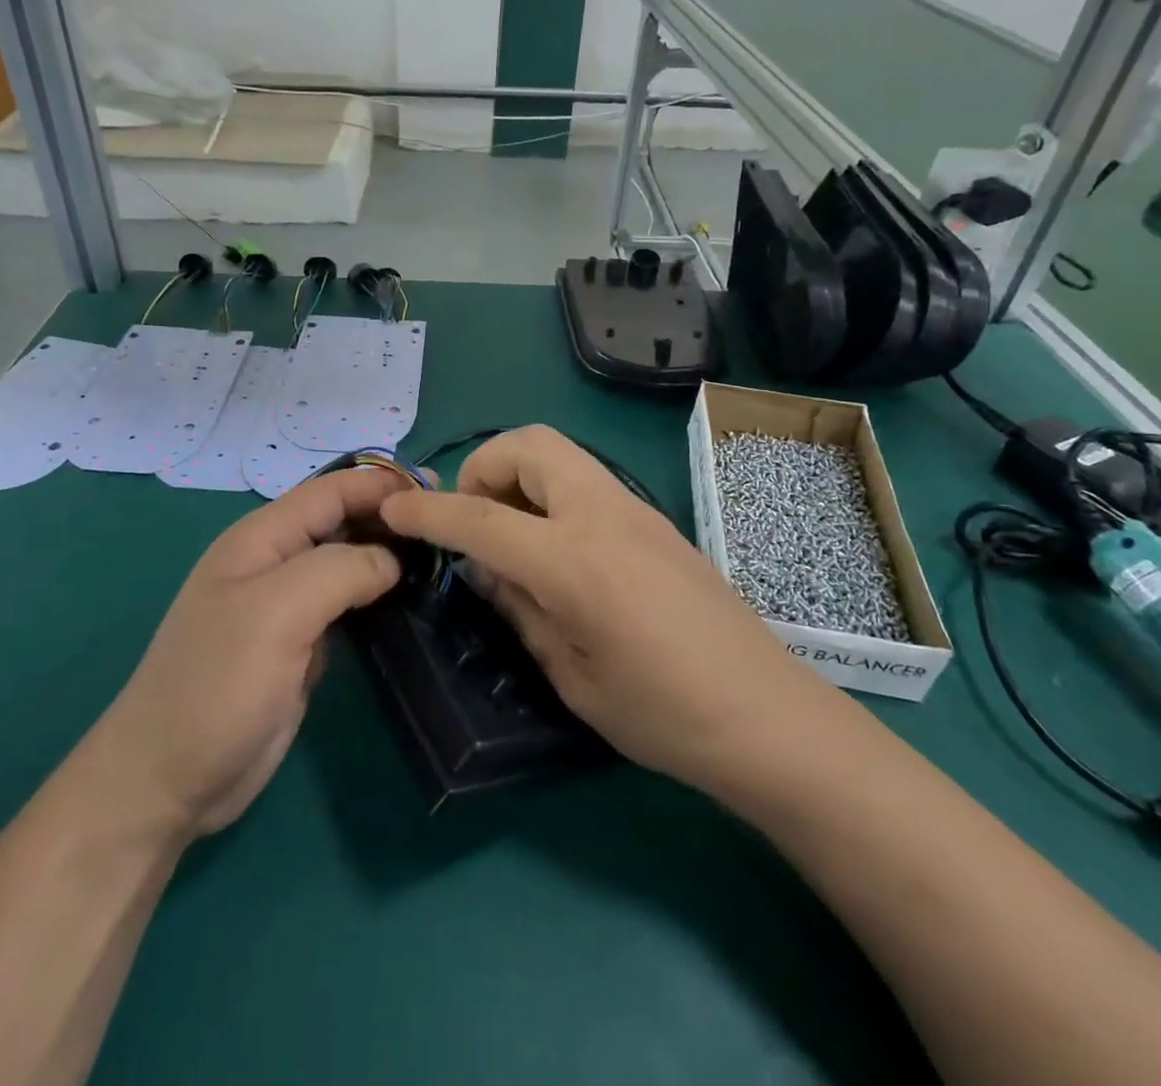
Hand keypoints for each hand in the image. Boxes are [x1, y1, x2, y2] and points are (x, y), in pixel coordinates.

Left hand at [95, 468, 408, 837]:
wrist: (170, 780)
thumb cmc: (217, 684)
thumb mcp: (276, 612)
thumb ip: (339, 570)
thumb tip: (392, 560)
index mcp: (262, 539)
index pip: (330, 491)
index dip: (379, 484)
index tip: (434, 491)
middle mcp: (275, 563)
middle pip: (340, 521)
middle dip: (388, 516)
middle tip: (446, 525)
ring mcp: (287, 606)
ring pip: (347, 563)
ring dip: (388, 556)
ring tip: (440, 559)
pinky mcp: (300, 645)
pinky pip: (347, 605)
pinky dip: (378, 596)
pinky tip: (410, 602)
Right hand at [381, 426, 821, 797]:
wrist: (769, 717)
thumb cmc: (664, 716)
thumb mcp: (572, 676)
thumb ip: (519, 609)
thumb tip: (481, 569)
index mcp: (574, 561)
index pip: (480, 518)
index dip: (427, 512)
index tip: (391, 509)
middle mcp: (604, 514)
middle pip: (527, 444)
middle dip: (482, 467)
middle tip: (473, 522)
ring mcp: (635, 509)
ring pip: (559, 452)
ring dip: (517, 474)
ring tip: (510, 535)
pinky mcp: (654, 518)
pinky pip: (585, 479)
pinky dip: (550, 492)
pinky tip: (554, 550)